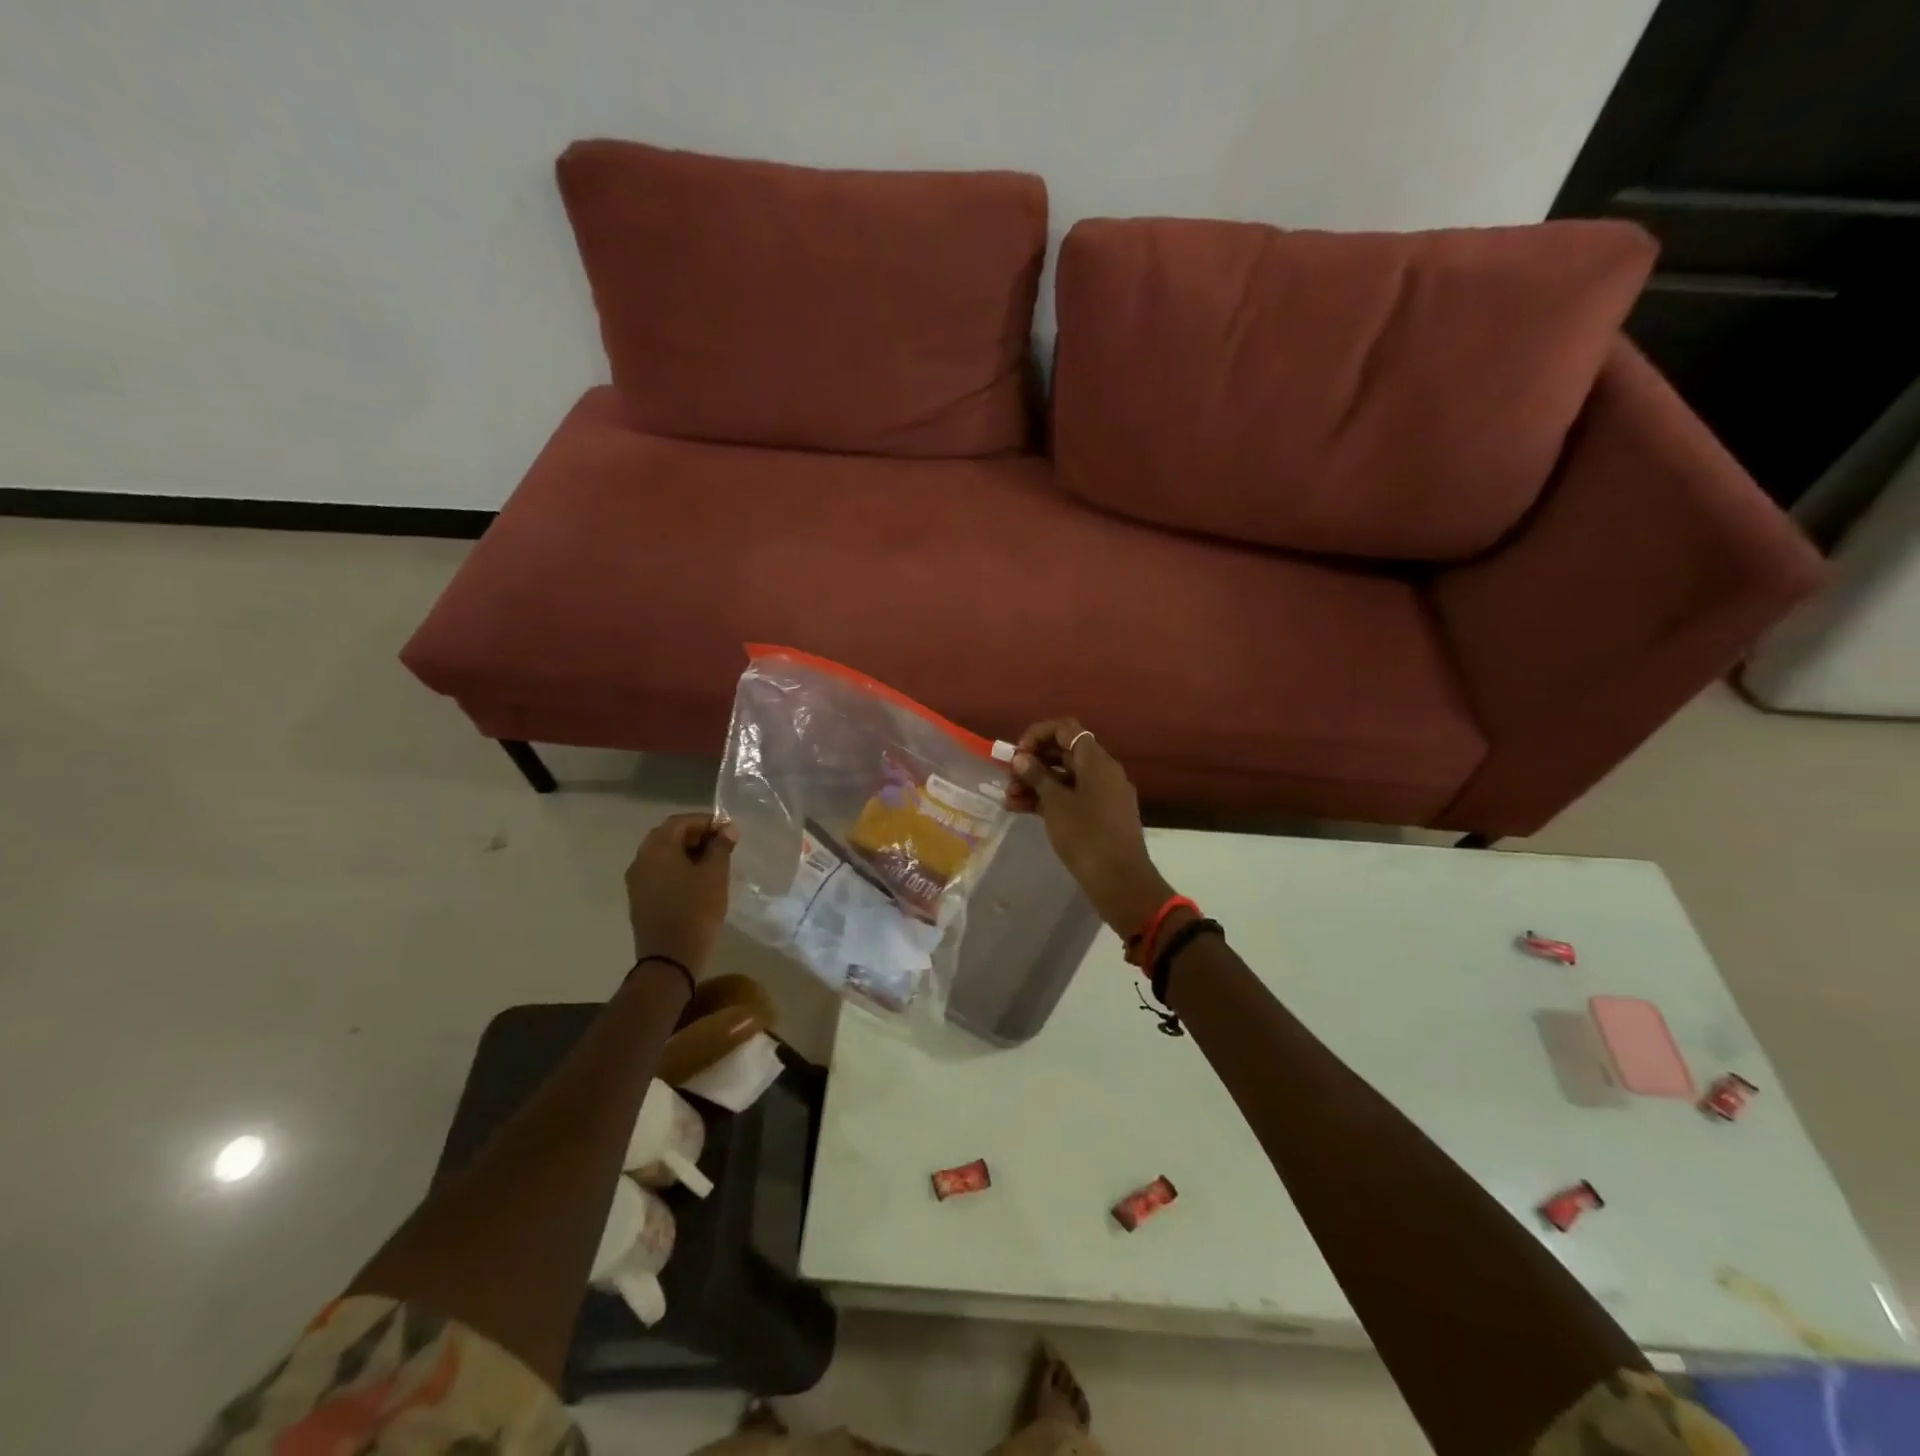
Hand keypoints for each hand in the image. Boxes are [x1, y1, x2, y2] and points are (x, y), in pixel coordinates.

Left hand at [626, 812, 737, 974]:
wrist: (669, 959)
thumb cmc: (696, 910)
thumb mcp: (715, 874)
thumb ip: (721, 847)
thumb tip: (728, 828)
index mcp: (657, 848)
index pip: (680, 821)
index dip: (706, 821)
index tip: (729, 831)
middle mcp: (641, 859)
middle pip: (669, 836)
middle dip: (696, 836)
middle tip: (722, 845)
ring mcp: (637, 881)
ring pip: (663, 855)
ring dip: (687, 853)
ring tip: (713, 864)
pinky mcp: (640, 899)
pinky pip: (659, 873)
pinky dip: (678, 869)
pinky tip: (698, 882)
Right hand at [1005, 719, 1174, 936]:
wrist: (1120, 881)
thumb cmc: (1086, 836)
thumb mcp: (1055, 804)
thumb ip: (1037, 777)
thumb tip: (1022, 758)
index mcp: (1096, 760)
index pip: (1066, 729)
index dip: (1038, 734)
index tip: (1017, 754)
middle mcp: (1103, 771)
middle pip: (1064, 753)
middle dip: (1033, 762)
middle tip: (1008, 778)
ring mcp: (1104, 794)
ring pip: (1066, 778)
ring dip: (1037, 783)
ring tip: (1009, 799)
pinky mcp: (1101, 816)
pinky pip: (1072, 797)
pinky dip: (1049, 800)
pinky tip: (1022, 810)